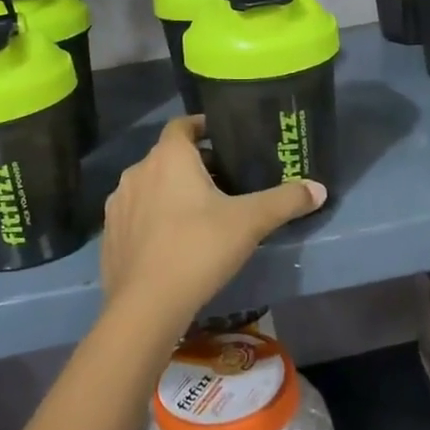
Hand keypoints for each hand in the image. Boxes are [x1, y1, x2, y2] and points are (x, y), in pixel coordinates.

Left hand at [101, 116, 325, 330]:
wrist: (146, 305)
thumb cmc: (199, 248)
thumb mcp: (249, 222)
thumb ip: (285, 201)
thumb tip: (320, 188)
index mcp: (168, 157)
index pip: (183, 125)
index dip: (202, 126)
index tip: (224, 137)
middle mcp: (137, 171)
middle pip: (168, 156)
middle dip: (193, 164)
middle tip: (223, 181)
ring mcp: (118, 203)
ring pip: (149, 185)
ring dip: (170, 191)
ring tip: (198, 212)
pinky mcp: (109, 233)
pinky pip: (135, 214)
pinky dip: (153, 217)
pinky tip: (171, 241)